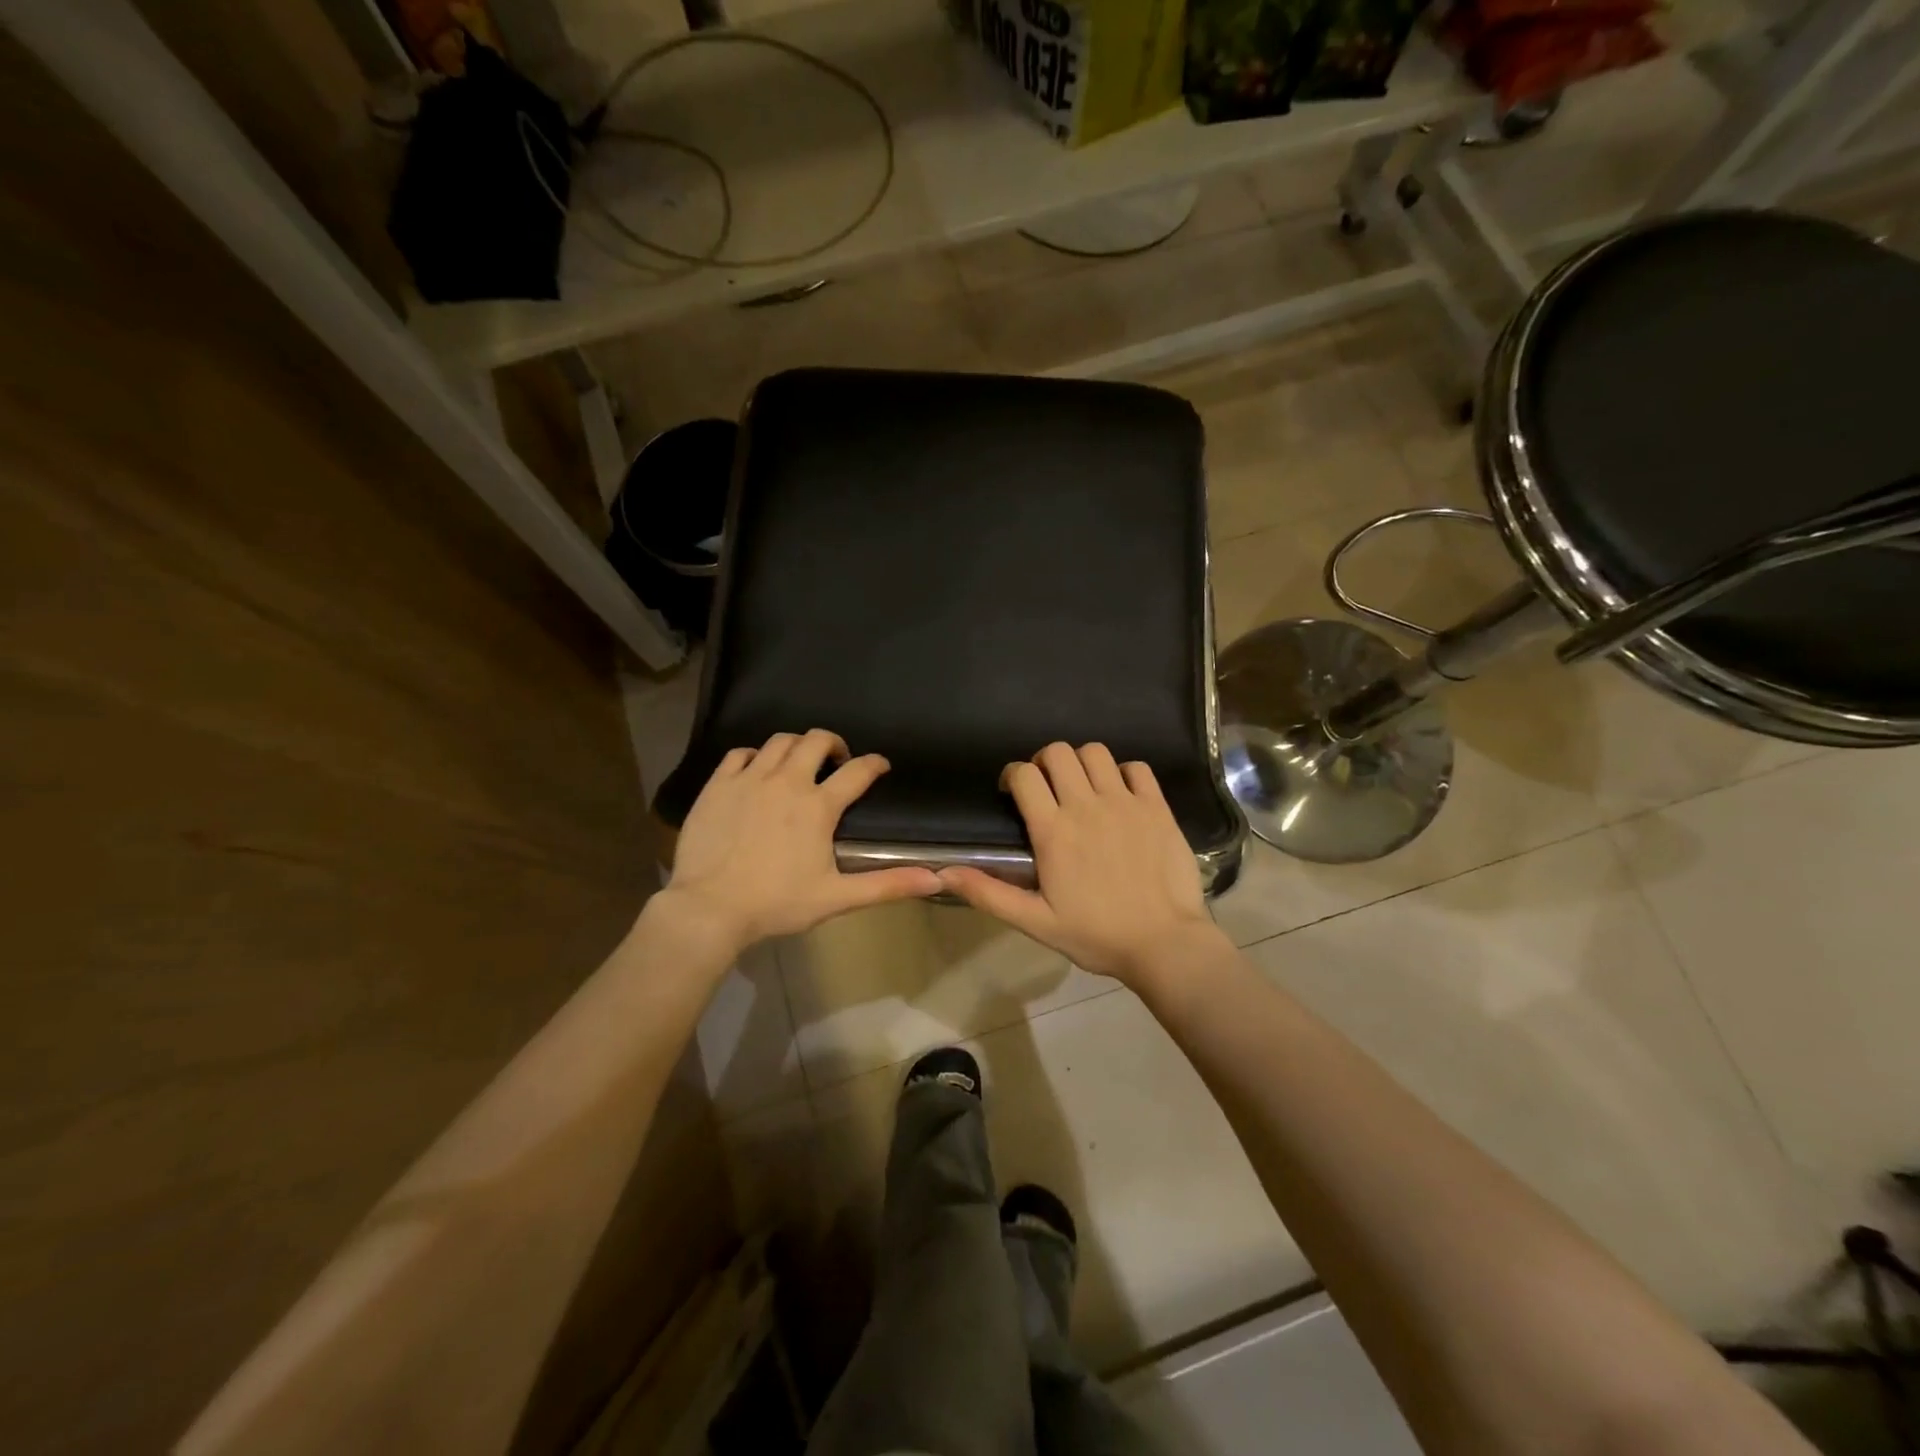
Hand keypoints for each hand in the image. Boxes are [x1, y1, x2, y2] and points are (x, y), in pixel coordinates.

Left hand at [657, 729, 939, 957]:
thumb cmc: (777, 904)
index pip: (857, 772)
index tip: (880, 766)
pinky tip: (757, 770)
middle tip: (836, 762)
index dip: (874, 764)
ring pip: (780, 741)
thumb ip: (887, 885)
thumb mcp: (838, 898)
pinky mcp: (719, 785)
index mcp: (818, 806)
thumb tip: (935, 880)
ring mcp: (749, 779)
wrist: (710, 909)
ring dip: (797, 746)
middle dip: (833, 744)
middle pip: (817, 740)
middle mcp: (787, 781)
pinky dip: (755, 755)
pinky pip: (740, 753)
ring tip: (799, 764)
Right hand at [937, 742, 1223, 984]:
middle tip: (1047, 789)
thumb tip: (942, 872)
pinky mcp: (1157, 807)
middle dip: (1044, 762)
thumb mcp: (1035, 921)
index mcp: (1054, 831)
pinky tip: (1121, 795)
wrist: (1164, 944)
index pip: (1025, 775)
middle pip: (1058, 752)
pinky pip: (1137, 768)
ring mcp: (1125, 803)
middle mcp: (1087, 806)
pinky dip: (1124, 773)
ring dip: (1082, 763)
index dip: (1013, 775)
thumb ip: (988, 893)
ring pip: (1096, 752)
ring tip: (1083, 788)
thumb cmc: (1096, 935)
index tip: (1014, 793)